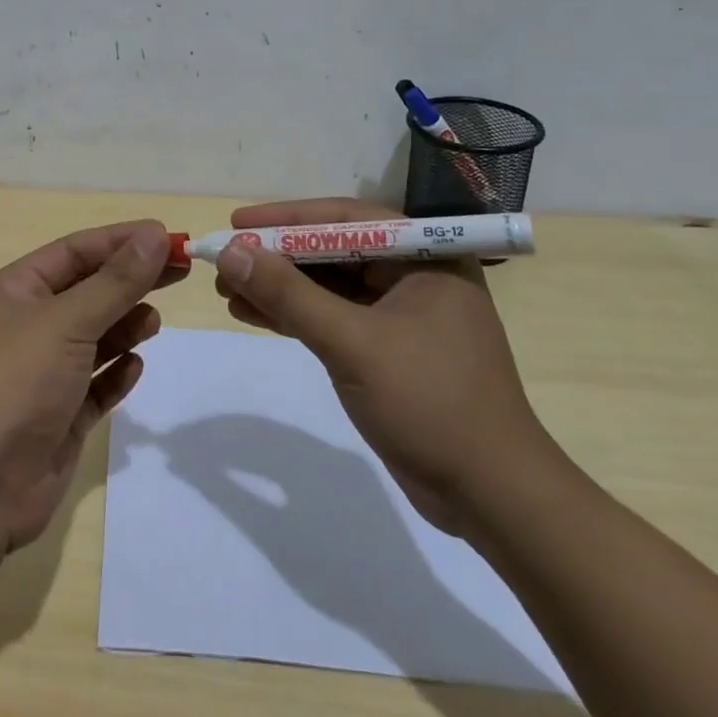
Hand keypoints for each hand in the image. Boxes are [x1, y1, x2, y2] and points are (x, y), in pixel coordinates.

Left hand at [0, 221, 180, 551]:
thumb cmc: (17, 383)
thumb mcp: (67, 321)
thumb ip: (115, 282)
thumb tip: (154, 235)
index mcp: (15, 292)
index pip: (74, 252)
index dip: (120, 241)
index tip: (167, 236)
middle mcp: (26, 327)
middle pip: (88, 291)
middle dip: (130, 281)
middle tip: (180, 271)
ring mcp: (42, 374)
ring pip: (93, 338)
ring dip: (124, 326)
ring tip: (154, 322)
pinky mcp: (58, 416)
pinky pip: (94, 385)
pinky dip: (115, 374)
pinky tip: (134, 368)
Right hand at [212, 198, 558, 538]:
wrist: (492, 497)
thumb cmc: (431, 403)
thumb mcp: (352, 343)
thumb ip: (289, 295)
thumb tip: (229, 253)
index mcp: (425, 257)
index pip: (345, 219)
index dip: (286, 218)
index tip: (236, 224)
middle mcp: (415, 275)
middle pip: (332, 251)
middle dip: (276, 258)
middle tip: (225, 261)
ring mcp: (402, 315)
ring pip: (328, 286)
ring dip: (279, 288)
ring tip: (226, 290)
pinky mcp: (388, 349)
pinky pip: (332, 318)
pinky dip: (294, 316)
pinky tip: (252, 315)